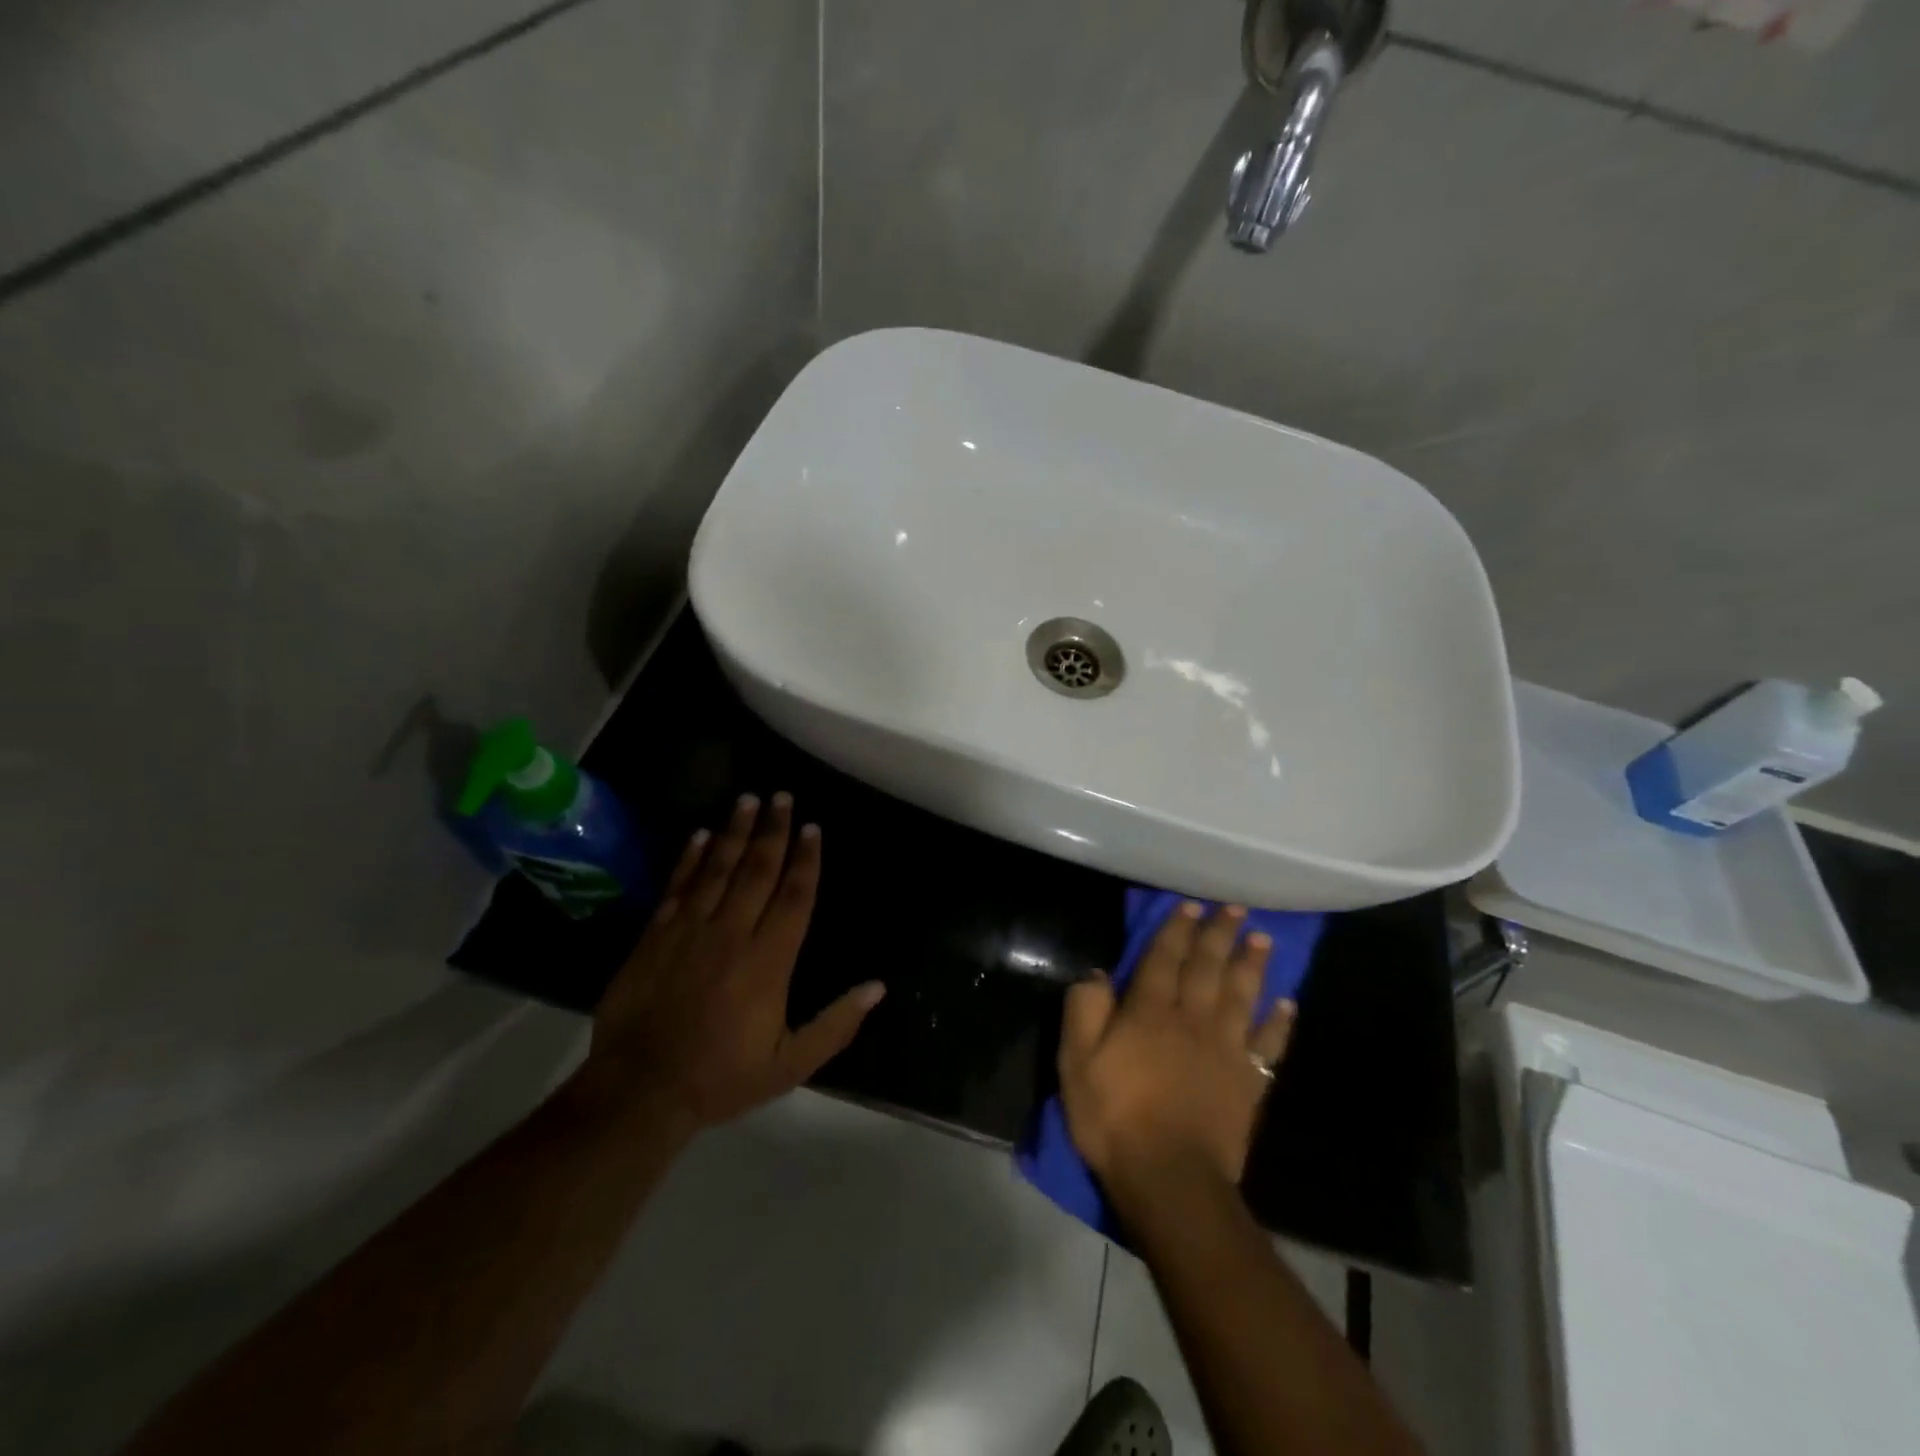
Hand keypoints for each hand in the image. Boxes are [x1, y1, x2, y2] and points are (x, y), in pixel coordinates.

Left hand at [569, 793, 884, 1130]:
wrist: (640, 1092)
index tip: (813, 828)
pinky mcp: (654, 936)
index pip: (794, 897)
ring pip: (717, 869)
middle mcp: (732, 934)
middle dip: (773, 830)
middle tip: (783, 796)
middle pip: (758, 870)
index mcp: (769, 961)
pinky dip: (688, 859)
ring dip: (734, 832)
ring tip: (748, 800)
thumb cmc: (722, 1078)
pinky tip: (698, 835)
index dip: (806, 860)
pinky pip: (676, 887)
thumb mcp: (790, 1065)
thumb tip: (877, 987)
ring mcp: (689, 931)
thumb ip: (835, 1025)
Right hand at [1058, 902, 1295, 1191]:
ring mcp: (1224, 1049)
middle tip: (1236, 909)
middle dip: (1219, 935)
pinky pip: (1267, 1044)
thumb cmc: (1115, 1118)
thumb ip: (1085, 1010)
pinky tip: (1286, 1004)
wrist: (1170, 1179)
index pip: (1163, 959)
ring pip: (1240, 995)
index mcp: (1149, 1011)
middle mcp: (1191, 1019)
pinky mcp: (1248, 1081)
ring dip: (1251, 965)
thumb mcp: (1076, 1061)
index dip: (1176, 929)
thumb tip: (1097, 973)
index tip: (1190, 904)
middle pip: (1207, 967)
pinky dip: (1278, 1022)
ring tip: (1263, 939)